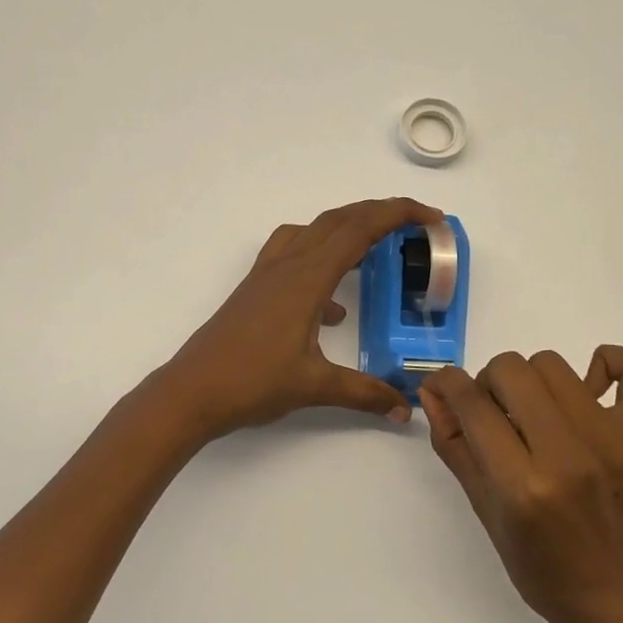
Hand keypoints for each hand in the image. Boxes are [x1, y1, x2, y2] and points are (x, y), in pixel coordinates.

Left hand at [153, 198, 442, 442]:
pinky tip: (332, 307)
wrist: (191, 390)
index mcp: (306, 277)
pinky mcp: (254, 289)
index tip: (431, 217)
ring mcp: (266, 275)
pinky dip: (320, 260)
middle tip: (414, 224)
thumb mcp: (315, 387)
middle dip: (379, 213)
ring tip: (375, 249)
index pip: (359, 230)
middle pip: (338, 220)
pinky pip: (292, 254)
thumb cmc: (252, 382)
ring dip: (347, 229)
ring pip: (313, 231)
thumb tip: (405, 408)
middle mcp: (287, 265)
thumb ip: (365, 393)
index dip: (398, 215)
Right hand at [420, 347, 622, 622]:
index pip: (472, 402)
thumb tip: (432, 390)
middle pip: (511, 368)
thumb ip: (454, 444)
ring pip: (553, 364)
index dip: (447, 383)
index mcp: (521, 484)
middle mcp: (566, 454)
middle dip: (489, 383)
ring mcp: (610, 439)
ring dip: (532, 380)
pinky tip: (592, 386)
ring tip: (537, 413)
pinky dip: (613, 362)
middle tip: (497, 415)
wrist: (617, 599)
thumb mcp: (483, 510)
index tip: (444, 387)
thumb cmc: (540, 567)